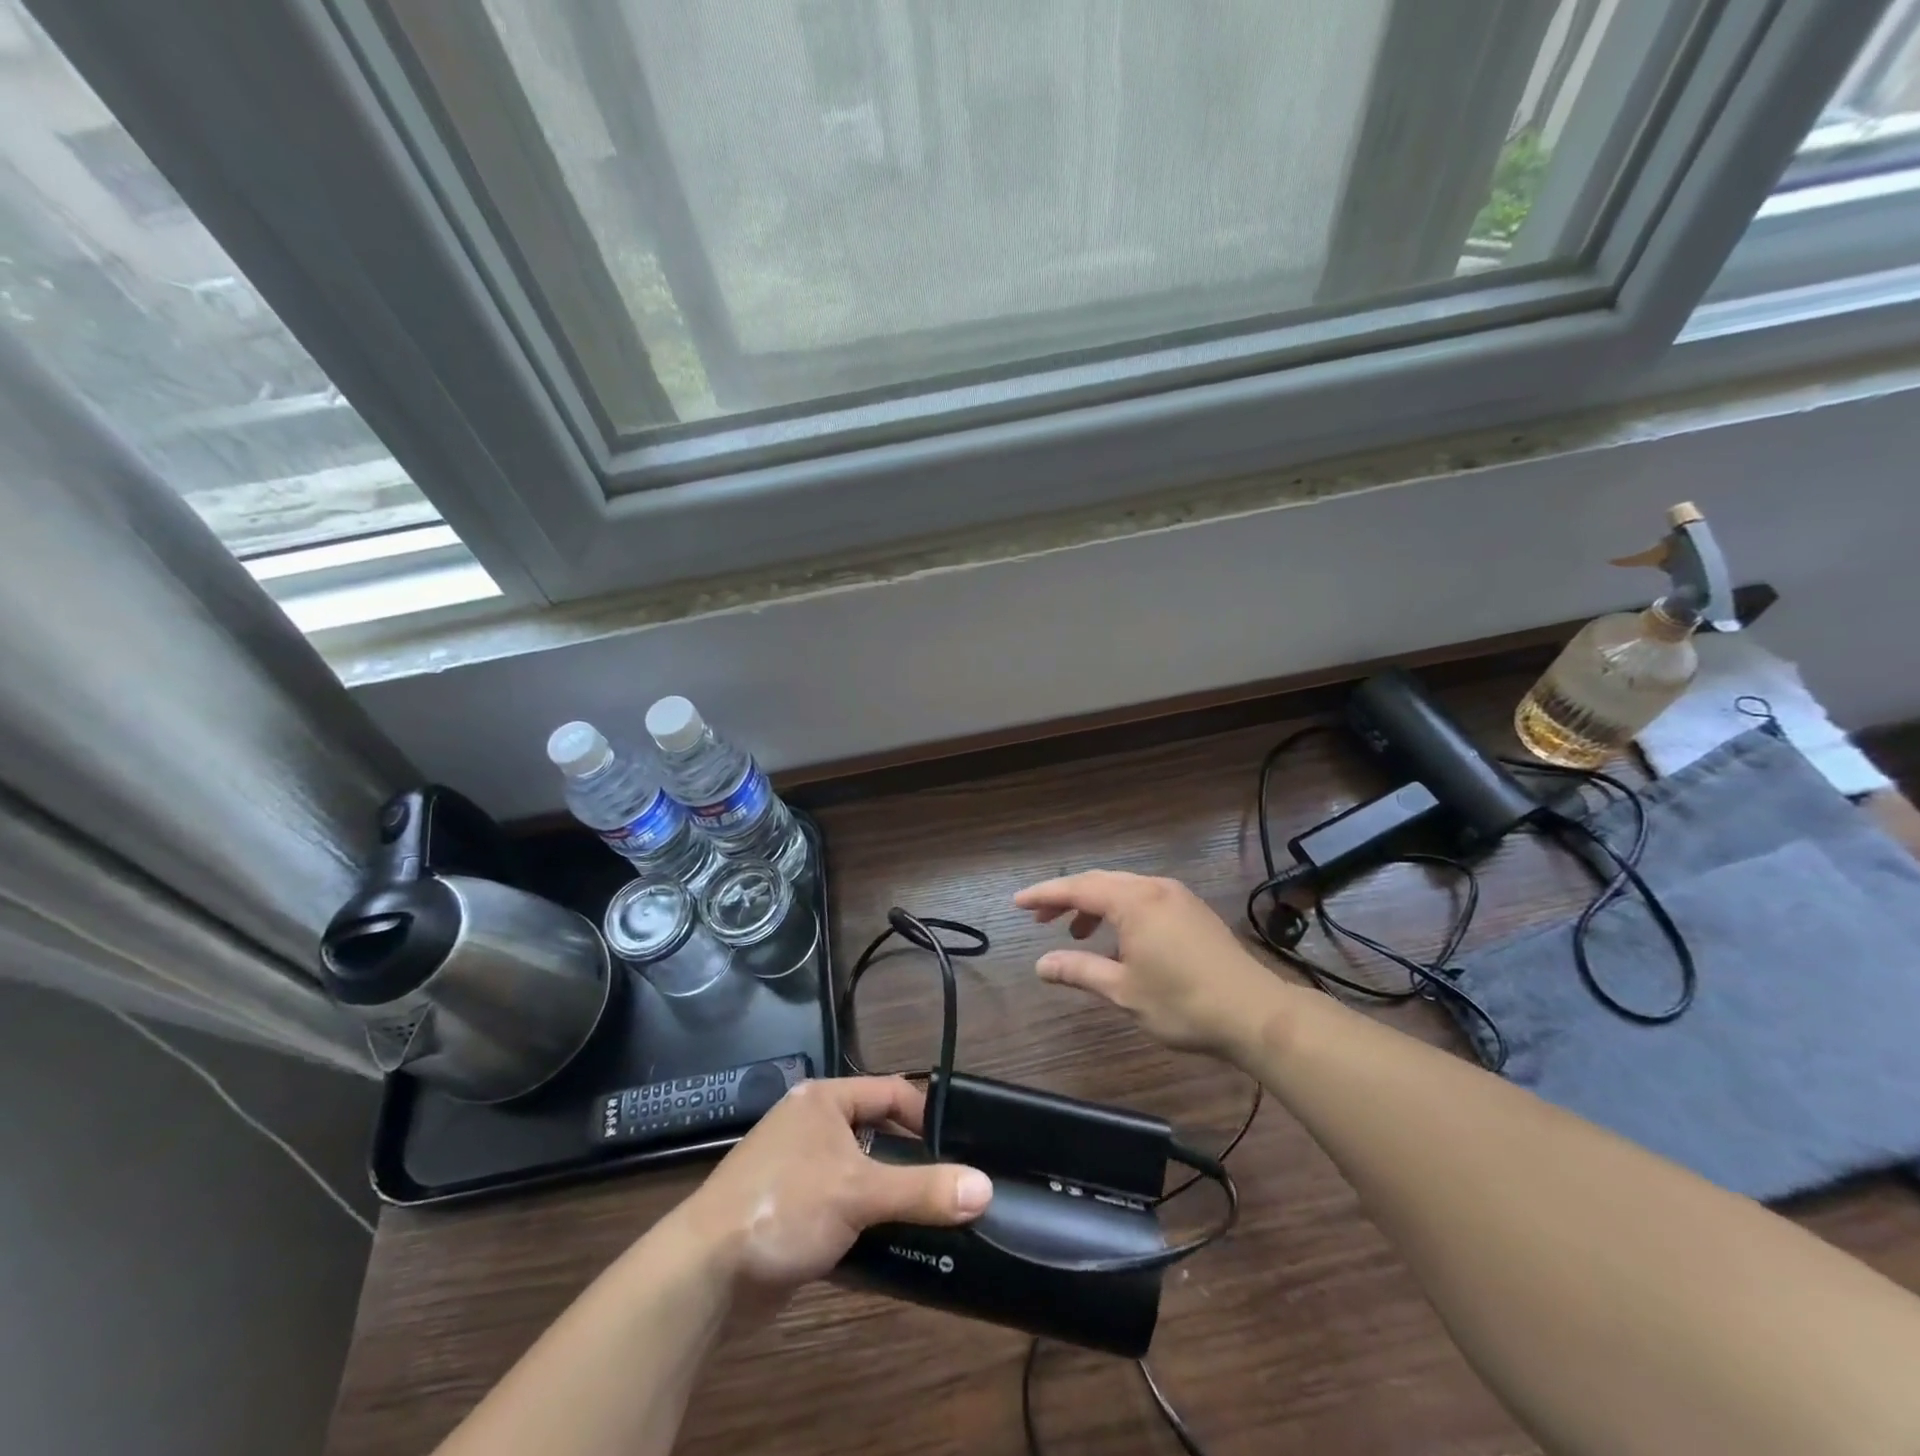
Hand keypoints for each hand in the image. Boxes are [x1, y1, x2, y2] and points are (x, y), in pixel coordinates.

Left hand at [668, 1076, 990, 1320]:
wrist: (703, 1273)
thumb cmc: (784, 1206)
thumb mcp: (859, 1193)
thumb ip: (923, 1190)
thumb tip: (985, 1188)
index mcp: (824, 1100)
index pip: (890, 1092)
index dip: (926, 1114)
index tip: (959, 1146)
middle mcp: (811, 1124)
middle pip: (877, 1132)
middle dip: (911, 1158)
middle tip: (952, 1183)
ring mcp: (798, 1168)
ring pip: (860, 1172)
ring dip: (889, 1193)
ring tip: (932, 1214)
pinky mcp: (791, 1209)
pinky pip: (841, 1204)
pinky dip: (866, 1219)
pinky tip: (893, 1243)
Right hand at [1015, 870, 1281, 1058]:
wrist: (1255, 1013)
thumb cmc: (1183, 1003)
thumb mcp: (1123, 990)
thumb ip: (1079, 971)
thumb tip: (1041, 965)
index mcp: (1134, 901)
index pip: (1078, 889)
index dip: (1045, 895)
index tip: (1018, 902)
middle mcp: (1154, 888)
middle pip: (1100, 882)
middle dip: (1067, 899)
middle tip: (1041, 920)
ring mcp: (1177, 896)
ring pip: (1123, 889)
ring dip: (1095, 906)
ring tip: (1076, 934)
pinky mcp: (1192, 910)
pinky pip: (1144, 898)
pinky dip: (1120, 912)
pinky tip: (1117, 940)